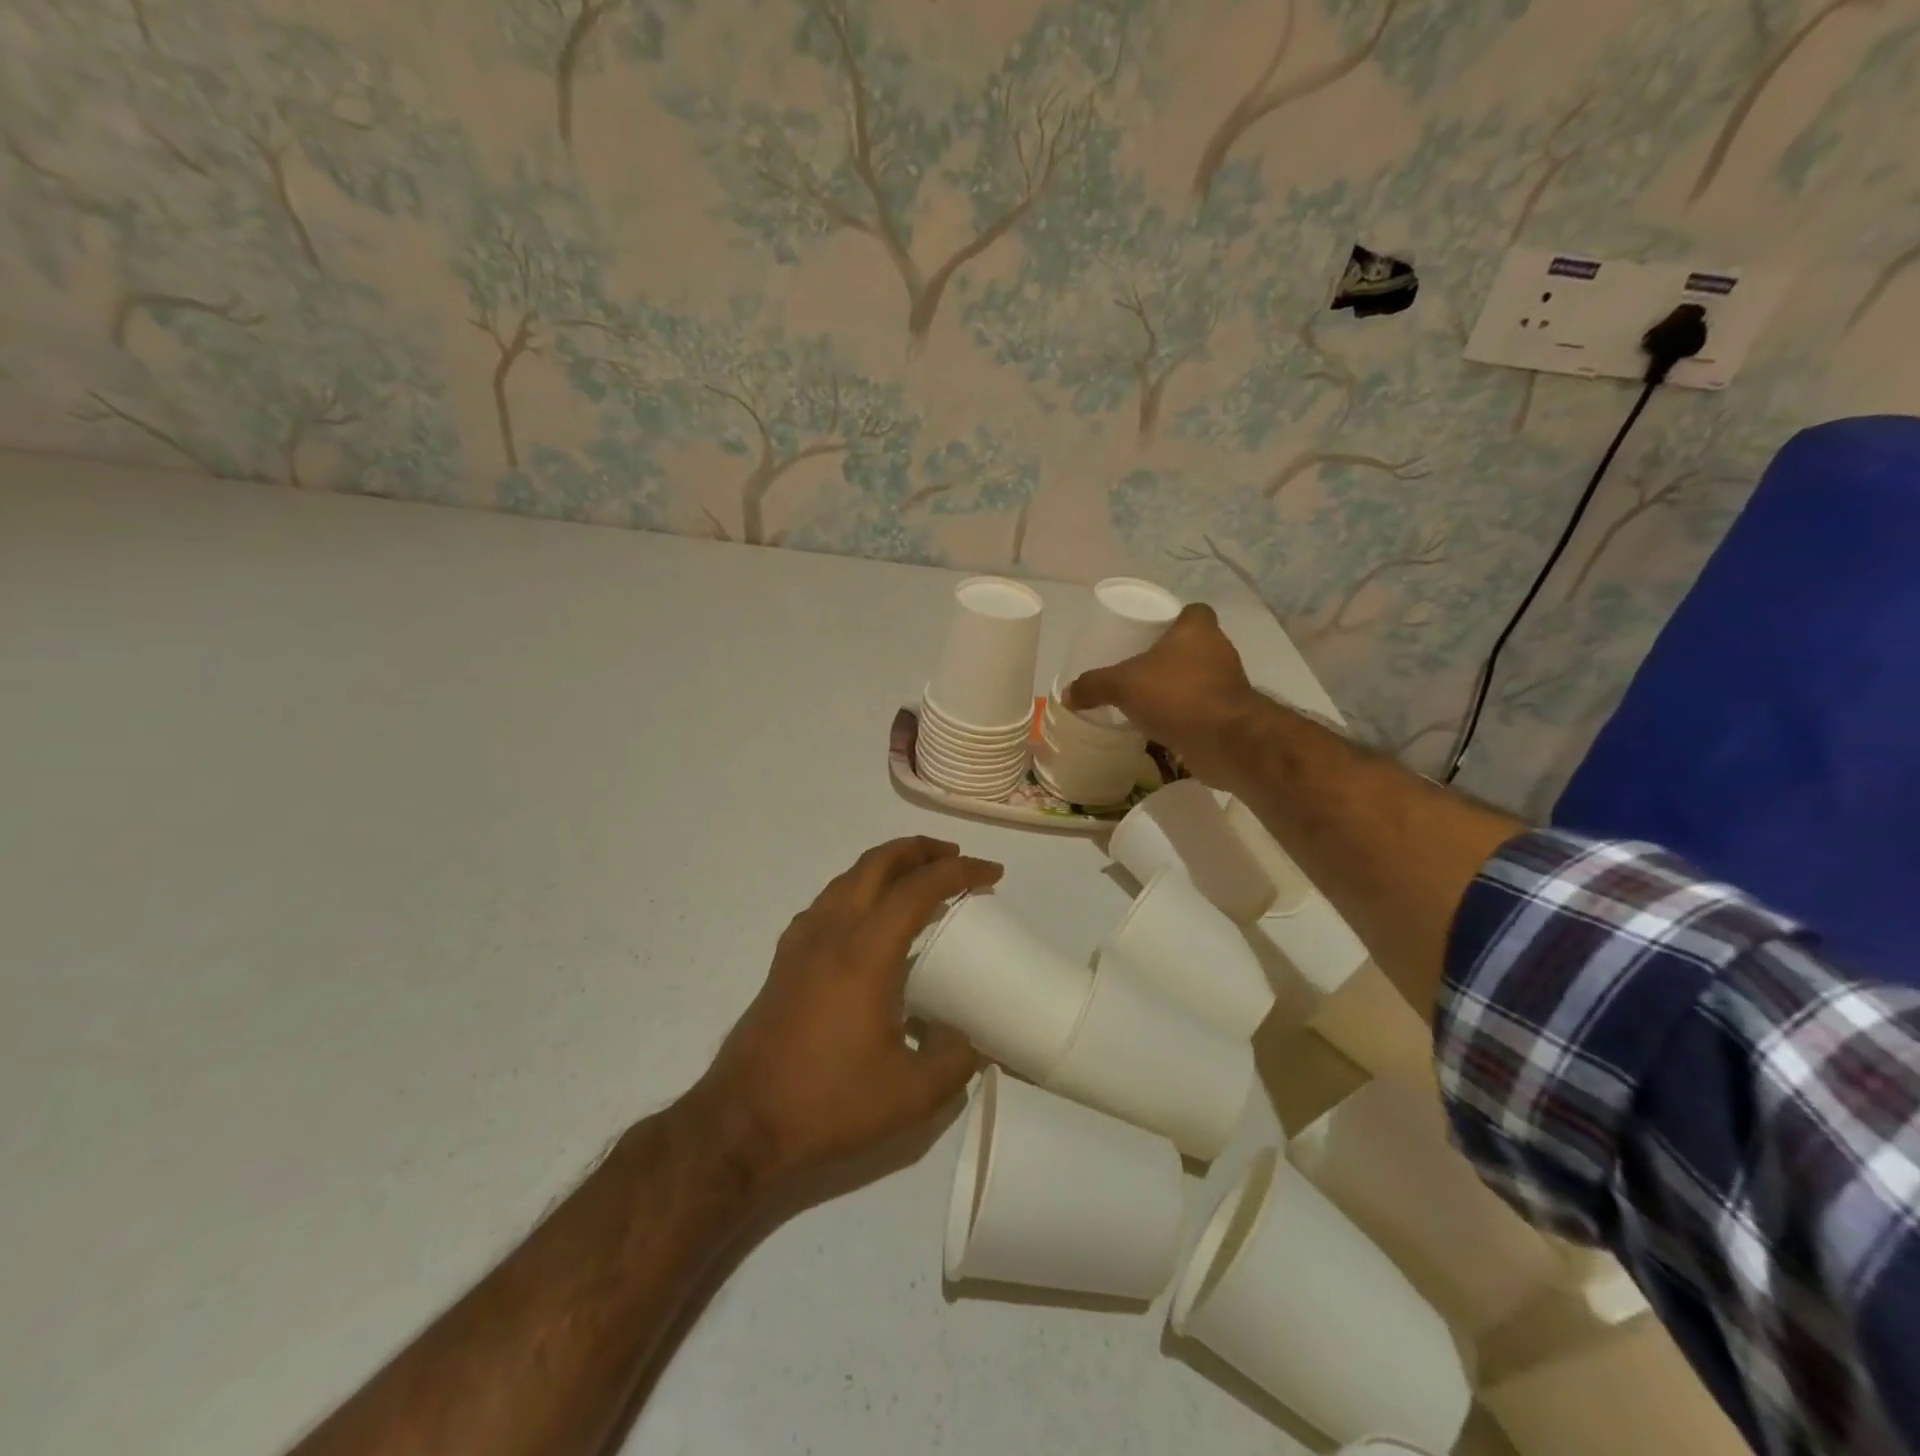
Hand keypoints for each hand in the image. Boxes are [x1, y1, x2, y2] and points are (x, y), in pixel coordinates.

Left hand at [699, 837, 1001, 1187]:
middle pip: (878, 863)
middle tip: (954, 858)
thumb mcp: (910, 1095)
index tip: (992, 873)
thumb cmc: (827, 1102)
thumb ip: (954, 1061)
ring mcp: (802, 942)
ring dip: (886, 865)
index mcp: (866, 952)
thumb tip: (971, 1040)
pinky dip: (856, 889)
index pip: (919, 888)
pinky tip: (866, 919)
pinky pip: (826, 901)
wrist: (740, 1122)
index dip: (959, 872)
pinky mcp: (784, 959)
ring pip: (847, 877)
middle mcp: (832, 931)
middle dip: (920, 849)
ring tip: (915, 879)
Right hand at [1065, 604, 1259, 787]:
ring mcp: (1229, 684)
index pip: (1193, 611)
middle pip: (1195, 646)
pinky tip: (1162, 726)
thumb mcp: (1122, 685)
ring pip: (1200, 678)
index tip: (1152, 633)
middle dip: (1171, 657)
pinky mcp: (1231, 715)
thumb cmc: (1176, 695)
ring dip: (1179, 687)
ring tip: (1148, 699)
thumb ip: (1094, 686)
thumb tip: (1068, 694)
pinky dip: (1186, 715)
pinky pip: (1203, 708)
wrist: (1225, 740)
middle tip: (1141, 669)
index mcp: (1198, 630)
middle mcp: (1219, 651)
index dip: (1175, 619)